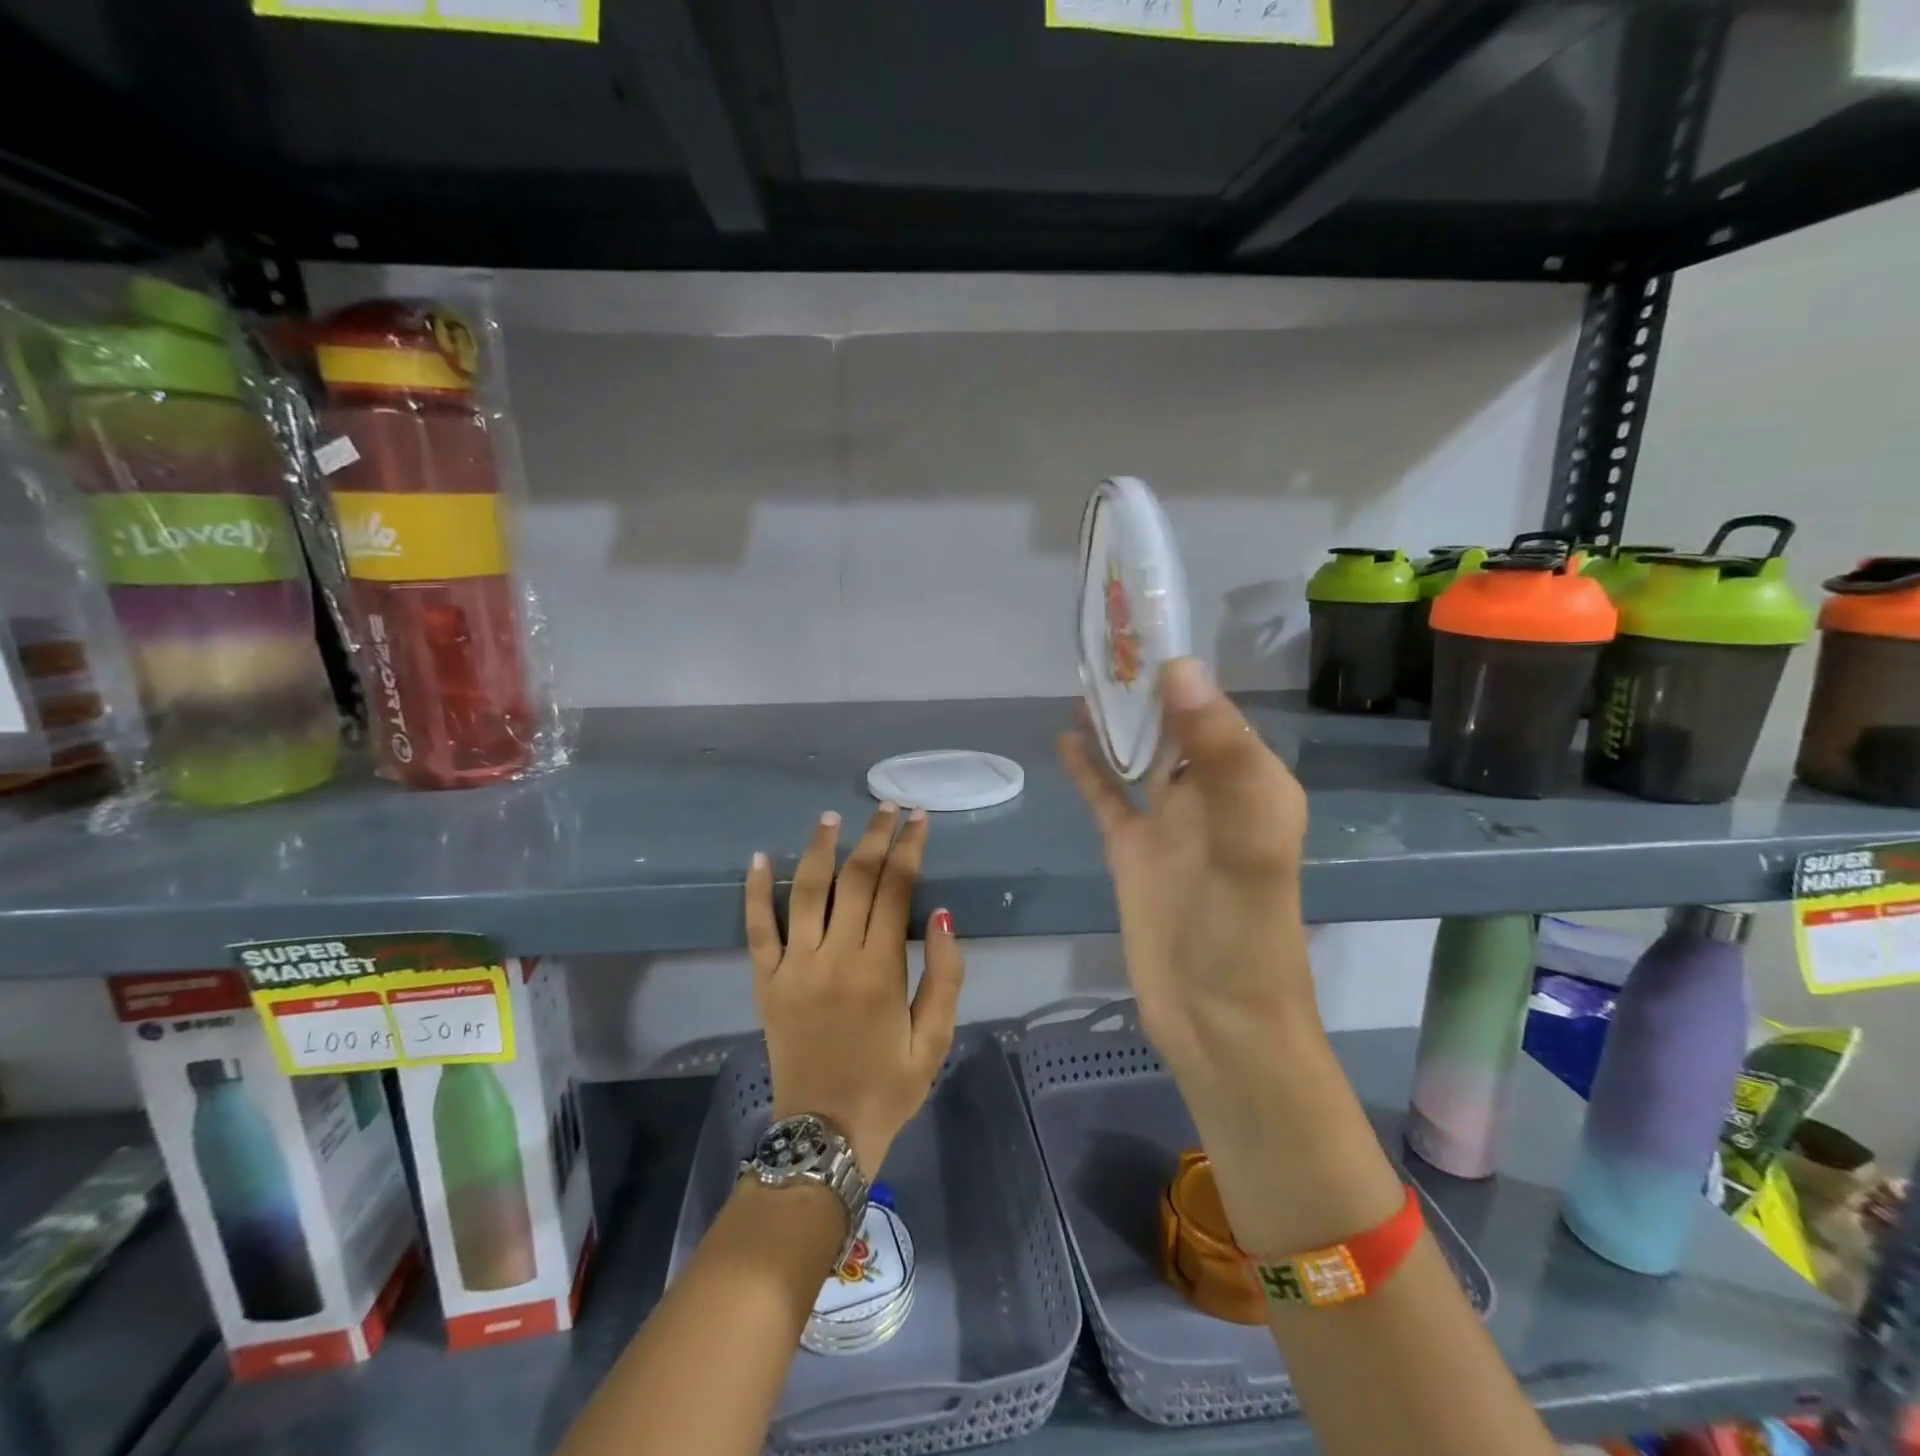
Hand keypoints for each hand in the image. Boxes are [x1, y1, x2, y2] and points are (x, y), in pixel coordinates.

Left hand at [745, 804, 965, 1174]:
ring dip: (819, 849)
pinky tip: (758, 857)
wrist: (823, 1137)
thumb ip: (946, 976)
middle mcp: (834, 957)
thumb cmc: (888, 1088)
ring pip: (806, 892)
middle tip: (888, 806)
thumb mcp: (935, 1040)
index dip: (909, 848)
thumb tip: (945, 914)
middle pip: (855, 879)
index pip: (896, 889)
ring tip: (831, 817)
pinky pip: (757, 929)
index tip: (918, 819)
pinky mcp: (766, 982)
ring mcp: (794, 967)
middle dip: (875, 837)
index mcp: (879, 969)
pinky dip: (755, 891)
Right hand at [1059, 658, 1315, 1085]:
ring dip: (1114, 719)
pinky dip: (1089, 768)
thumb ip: (1220, 755)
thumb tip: (1179, 667)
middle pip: (1172, 724)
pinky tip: (1065, 737)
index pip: (1214, 706)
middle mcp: (1210, 793)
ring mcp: (1167, 822)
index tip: (1138, 619)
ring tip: (1081, 675)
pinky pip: (1107, 796)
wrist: (1218, 1023)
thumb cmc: (1244, 933)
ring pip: (1137, 755)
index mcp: (1250, 781)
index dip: (1179, 664)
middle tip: (1099, 636)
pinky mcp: (1131, 850)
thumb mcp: (1247, 839)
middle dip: (1141, 683)